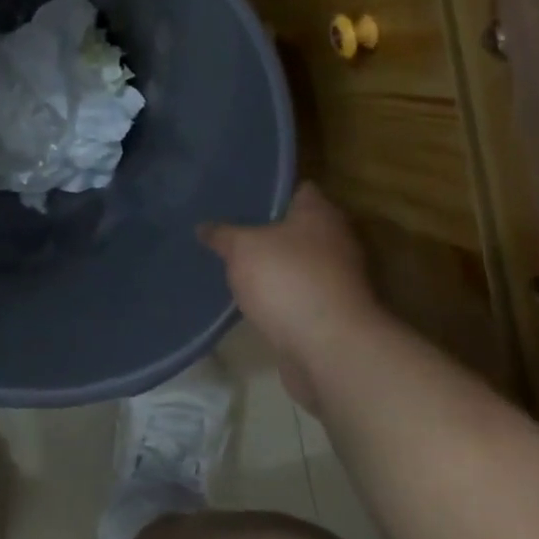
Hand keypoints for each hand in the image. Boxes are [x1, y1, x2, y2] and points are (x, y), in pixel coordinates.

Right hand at [199, 183, 382, 410]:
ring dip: (269, 264)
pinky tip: (246, 295)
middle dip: (263, 228)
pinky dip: (275, 294)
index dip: (267, 188)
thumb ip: (222, 234)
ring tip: (229, 261)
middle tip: (225, 226)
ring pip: (293, 262)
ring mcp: (335, 278)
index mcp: (320, 213)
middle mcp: (334, 240)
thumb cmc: (288, 280)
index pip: (295, 188)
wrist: (329, 349)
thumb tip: (204, 226)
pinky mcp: (328, 312)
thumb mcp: (242, 247)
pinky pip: (294, 293)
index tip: (237, 192)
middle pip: (294, 226)